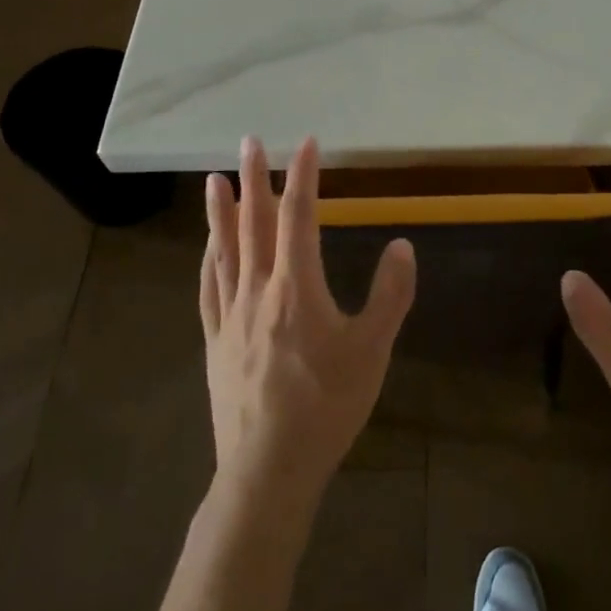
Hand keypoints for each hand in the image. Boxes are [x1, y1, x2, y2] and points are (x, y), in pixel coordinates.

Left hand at [200, 136, 415, 511]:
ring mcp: (230, 316)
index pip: (299, 217)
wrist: (268, 469)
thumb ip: (390, 295)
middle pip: (254, 224)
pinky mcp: (215, 342)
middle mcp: (258, 291)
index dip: (303, 176)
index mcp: (296, 288)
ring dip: (221, 211)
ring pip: (224, 251)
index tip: (307, 143)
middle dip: (254, 179)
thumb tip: (402, 245)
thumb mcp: (372, 350)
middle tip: (249, 142)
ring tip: (215, 179)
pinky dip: (208, 259)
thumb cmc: (327, 406)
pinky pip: (208, 288)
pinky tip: (207, 247)